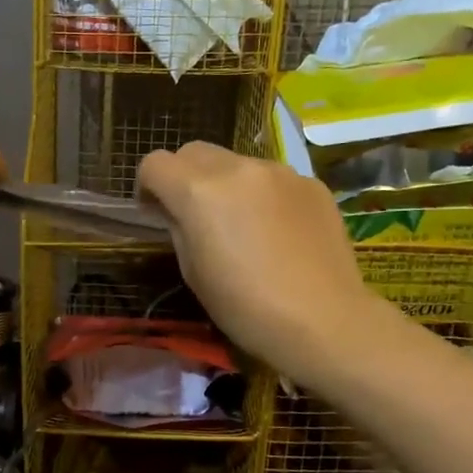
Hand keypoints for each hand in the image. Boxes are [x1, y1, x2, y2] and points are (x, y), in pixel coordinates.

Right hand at [137, 142, 388, 385]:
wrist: (324, 321)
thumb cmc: (245, 307)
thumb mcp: (193, 272)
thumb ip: (178, 228)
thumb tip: (176, 211)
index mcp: (199, 191)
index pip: (155, 163)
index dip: (148, 186)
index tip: (157, 212)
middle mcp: (237, 168)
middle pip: (194, 151)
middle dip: (184, 175)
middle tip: (195, 214)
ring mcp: (279, 172)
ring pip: (236, 162)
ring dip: (226, 183)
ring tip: (243, 224)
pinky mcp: (311, 183)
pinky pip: (272, 178)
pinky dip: (263, 195)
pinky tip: (278, 232)